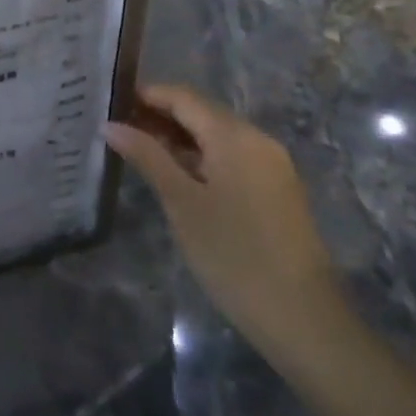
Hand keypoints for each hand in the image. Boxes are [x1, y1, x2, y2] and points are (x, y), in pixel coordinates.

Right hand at [104, 85, 343, 355]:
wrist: (305, 320)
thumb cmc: (235, 256)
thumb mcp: (182, 203)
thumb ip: (147, 157)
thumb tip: (110, 125)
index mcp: (235, 135)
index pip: (183, 96)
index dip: (146, 94)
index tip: (110, 104)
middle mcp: (257, 139)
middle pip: (201, 111)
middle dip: (160, 115)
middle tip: (119, 130)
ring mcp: (272, 165)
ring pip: (217, 135)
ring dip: (179, 137)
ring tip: (140, 152)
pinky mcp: (277, 189)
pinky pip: (232, 156)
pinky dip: (201, 157)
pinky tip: (177, 176)